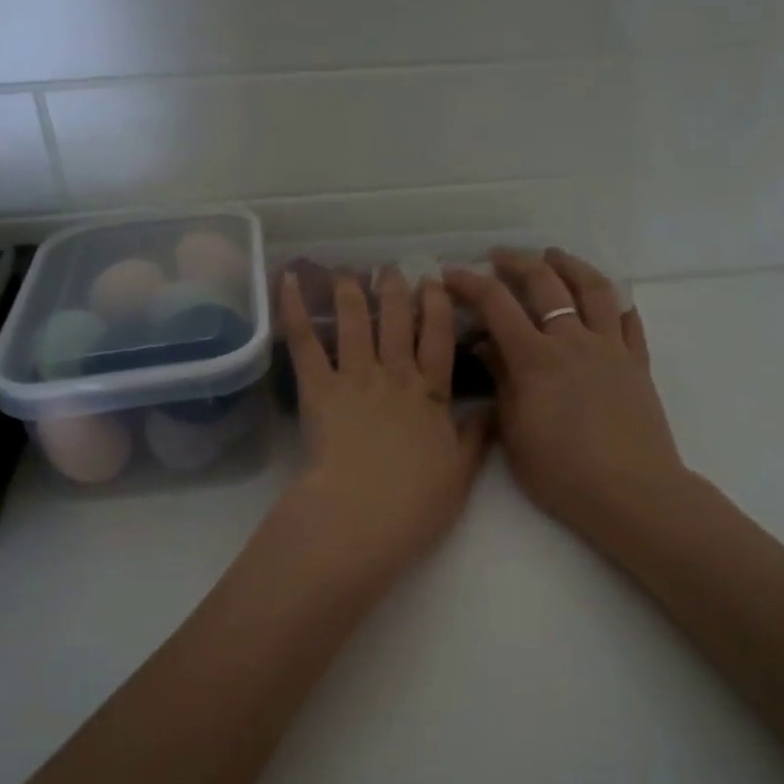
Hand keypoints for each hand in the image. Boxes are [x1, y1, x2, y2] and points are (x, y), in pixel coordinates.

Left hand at [276, 267, 490, 585]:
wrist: (364, 514)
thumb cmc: (415, 503)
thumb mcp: (459, 473)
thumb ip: (476, 438)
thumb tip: (495, 408)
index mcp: (432, 395)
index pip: (439, 339)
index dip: (438, 308)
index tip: (435, 282)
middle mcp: (396, 376)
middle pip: (398, 322)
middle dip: (396, 291)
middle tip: (391, 269)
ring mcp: (356, 379)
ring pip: (356, 323)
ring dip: (351, 293)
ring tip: (347, 273)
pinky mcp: (319, 389)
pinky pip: (306, 344)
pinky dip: (295, 311)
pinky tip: (288, 282)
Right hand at [444, 248, 686, 551]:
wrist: (631, 493)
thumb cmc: (563, 474)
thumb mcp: (515, 434)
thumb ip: (501, 383)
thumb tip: (486, 347)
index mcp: (535, 359)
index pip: (497, 304)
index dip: (470, 283)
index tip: (451, 274)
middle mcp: (573, 341)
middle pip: (545, 282)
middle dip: (517, 262)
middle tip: (498, 257)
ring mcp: (611, 348)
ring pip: (593, 288)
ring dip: (570, 264)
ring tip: (554, 256)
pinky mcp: (638, 363)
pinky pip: (629, 321)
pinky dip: (615, 302)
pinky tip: (607, 300)